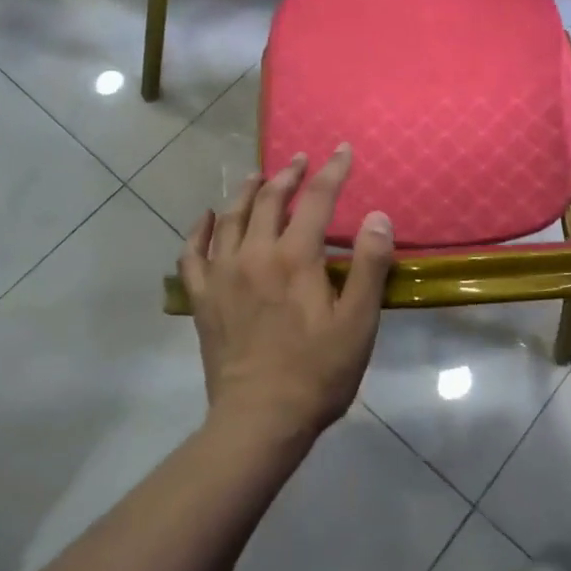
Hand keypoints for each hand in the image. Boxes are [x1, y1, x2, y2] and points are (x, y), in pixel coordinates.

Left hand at [180, 146, 394, 445]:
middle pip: (270, 200)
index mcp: (295, 258)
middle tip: (301, 160)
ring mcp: (222, 275)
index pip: (317, 199)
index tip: (343, 150)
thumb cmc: (317, 372)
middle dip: (288, 174)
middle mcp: (255, 254)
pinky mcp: (202, 298)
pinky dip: (198, 230)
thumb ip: (370, 265)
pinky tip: (205, 217)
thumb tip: (377, 216)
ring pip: (230, 217)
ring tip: (258, 176)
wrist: (259, 420)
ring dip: (247, 191)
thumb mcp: (358, 322)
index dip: (332, 171)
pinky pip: (193, 253)